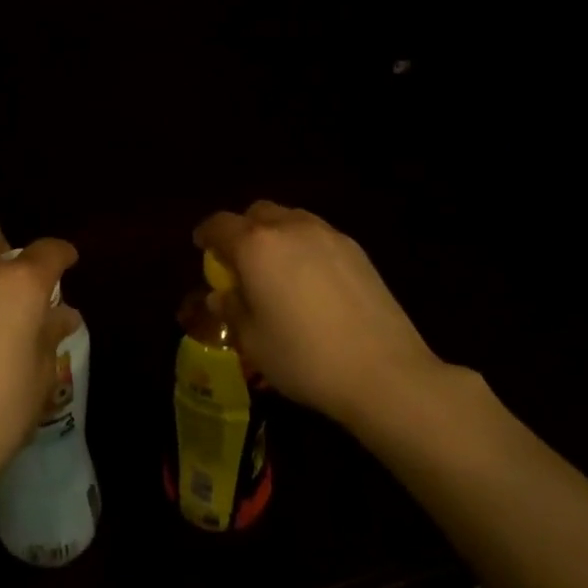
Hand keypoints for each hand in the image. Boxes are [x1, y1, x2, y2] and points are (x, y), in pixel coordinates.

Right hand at [194, 201, 448, 435]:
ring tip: (278, 268)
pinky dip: (304, 246)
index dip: (206, 235)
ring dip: (275, 234)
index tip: (201, 248)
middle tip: (241, 260)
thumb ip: (232, 310)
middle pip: (257, 213)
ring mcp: (327, 235)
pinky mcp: (357, 250)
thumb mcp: (253, 341)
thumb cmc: (305, 358)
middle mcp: (289, 228)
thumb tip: (221, 296)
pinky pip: (318, 235)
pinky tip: (312, 280)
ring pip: (290, 219)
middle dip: (243, 230)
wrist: (385, 373)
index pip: (219, 225)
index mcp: (255, 246)